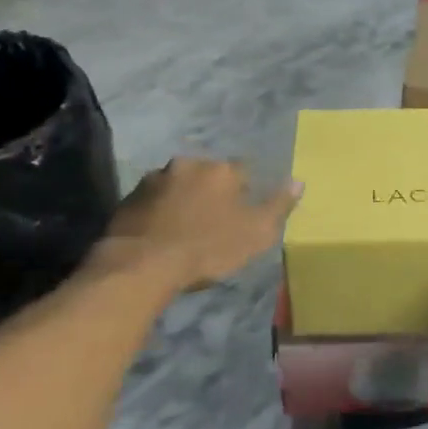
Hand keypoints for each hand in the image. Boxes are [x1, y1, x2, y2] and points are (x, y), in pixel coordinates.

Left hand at [102, 159, 299, 290]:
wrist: (142, 264)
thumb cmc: (208, 247)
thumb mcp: (257, 233)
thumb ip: (279, 206)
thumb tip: (298, 181)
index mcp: (222, 170)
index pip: (243, 171)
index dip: (245, 192)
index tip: (243, 213)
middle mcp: (188, 164)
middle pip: (208, 175)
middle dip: (212, 192)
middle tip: (214, 222)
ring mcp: (154, 179)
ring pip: (178, 185)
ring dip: (184, 200)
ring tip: (185, 229)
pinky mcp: (129, 198)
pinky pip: (154, 201)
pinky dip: (160, 212)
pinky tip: (162, 234)